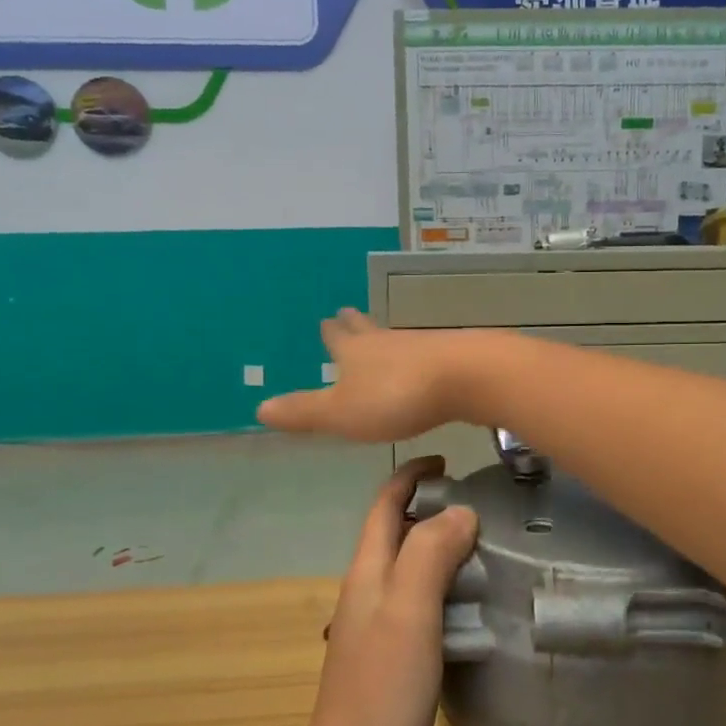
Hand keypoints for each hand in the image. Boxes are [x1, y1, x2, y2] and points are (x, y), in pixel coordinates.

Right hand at [259, 310, 479, 442]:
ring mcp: (421, 346)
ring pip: (395, 339)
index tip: (326, 320)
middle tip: (346, 313)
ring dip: (384, 339)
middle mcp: (386, 342)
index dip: (330, 333)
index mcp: (355, 353)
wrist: (466, 377)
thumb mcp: (341, 412)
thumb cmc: (395, 397)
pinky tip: (422, 363)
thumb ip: (304, 412)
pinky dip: (415, 356)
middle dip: (355, 325)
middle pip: (366, 329)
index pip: (337, 338)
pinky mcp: (451, 357)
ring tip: (380, 339)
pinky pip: (425, 354)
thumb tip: (258, 408)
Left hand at [290, 457, 477, 725]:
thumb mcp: (410, 610)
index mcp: (367, 572)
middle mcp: (367, 592)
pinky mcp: (392, 659)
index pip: (384, 504)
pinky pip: (421, 606)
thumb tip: (460, 510)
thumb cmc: (382, 687)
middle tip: (484, 507)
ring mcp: (378, 627)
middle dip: (432, 509)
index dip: (411, 475)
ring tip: (489, 550)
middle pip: (396, 534)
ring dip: (442, 551)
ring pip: (411, 570)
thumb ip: (430, 553)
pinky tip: (476, 606)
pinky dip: (447, 591)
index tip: (448, 460)